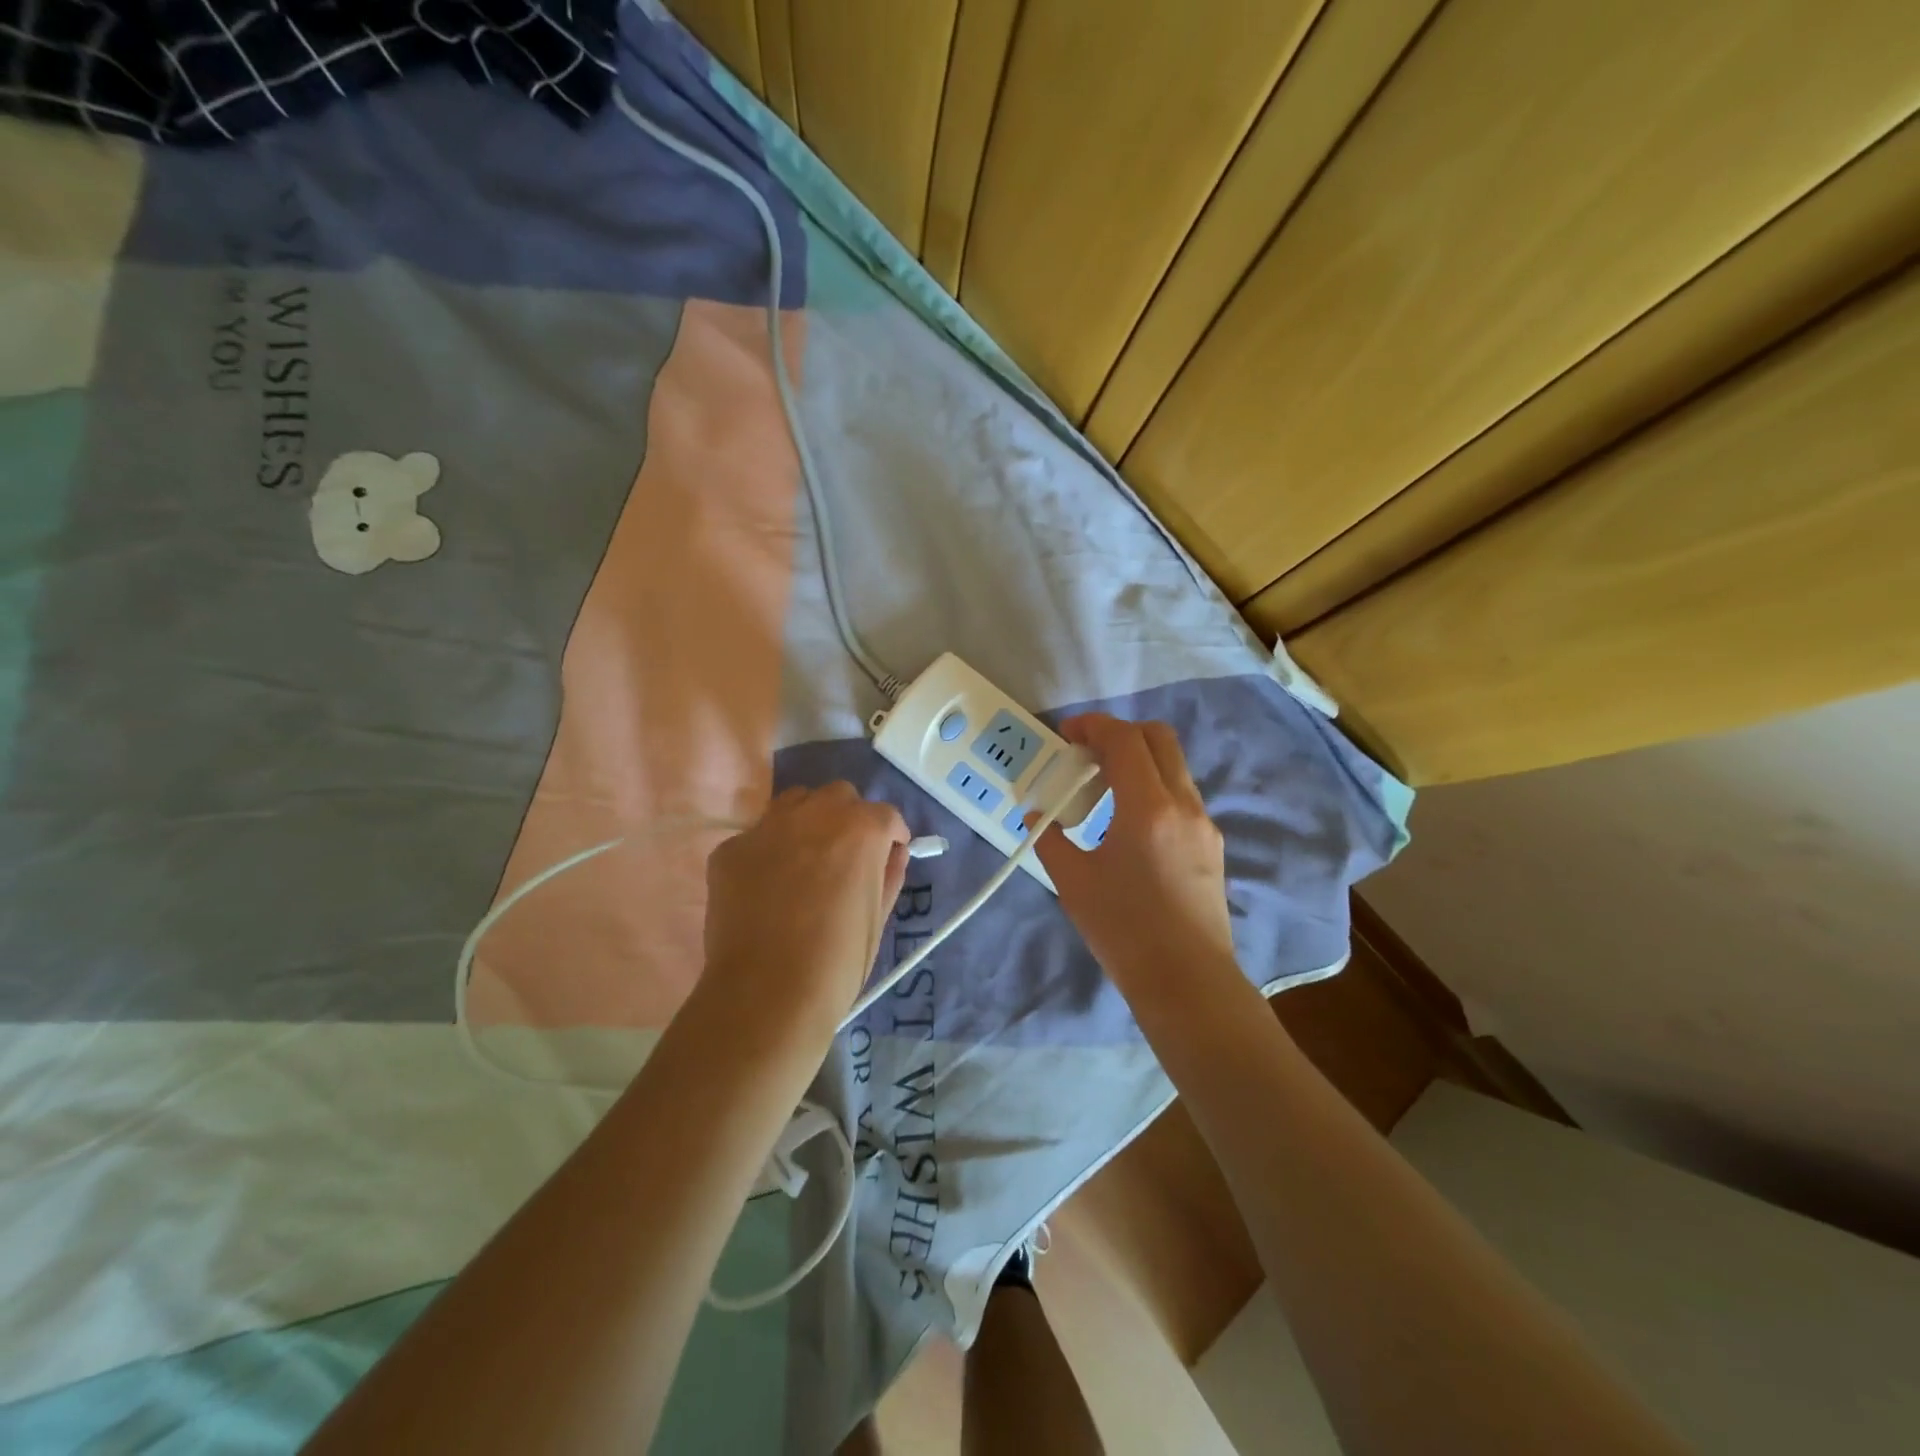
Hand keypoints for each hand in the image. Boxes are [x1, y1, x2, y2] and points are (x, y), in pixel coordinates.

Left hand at [700, 783, 910, 1040]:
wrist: (767, 994)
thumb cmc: (837, 962)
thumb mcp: (877, 919)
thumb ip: (889, 875)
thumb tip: (892, 854)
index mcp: (861, 829)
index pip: (885, 815)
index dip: (889, 836)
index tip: (887, 856)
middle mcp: (815, 814)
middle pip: (838, 797)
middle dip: (848, 819)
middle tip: (845, 857)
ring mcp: (767, 827)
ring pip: (794, 803)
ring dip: (808, 821)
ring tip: (805, 861)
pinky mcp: (730, 849)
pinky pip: (757, 837)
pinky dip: (768, 853)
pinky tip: (765, 889)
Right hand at [1031, 715, 1235, 992]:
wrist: (1187, 981)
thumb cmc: (1124, 931)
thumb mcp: (1073, 883)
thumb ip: (1050, 840)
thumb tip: (1036, 816)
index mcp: (1147, 807)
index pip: (1124, 739)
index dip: (1092, 726)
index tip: (1066, 735)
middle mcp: (1183, 803)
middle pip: (1158, 737)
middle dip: (1120, 733)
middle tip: (1086, 754)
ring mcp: (1203, 822)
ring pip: (1173, 764)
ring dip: (1138, 760)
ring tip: (1102, 789)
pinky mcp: (1211, 843)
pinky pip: (1180, 793)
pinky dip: (1153, 785)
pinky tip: (1128, 821)